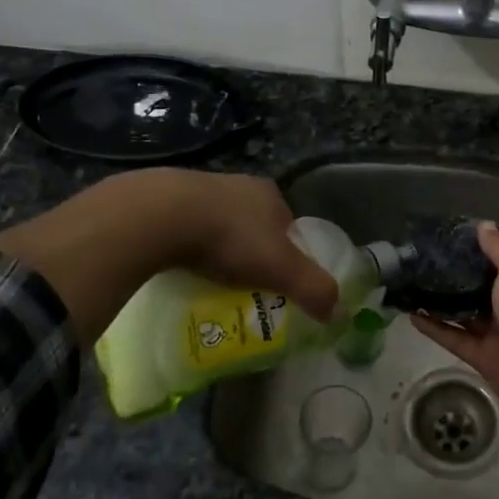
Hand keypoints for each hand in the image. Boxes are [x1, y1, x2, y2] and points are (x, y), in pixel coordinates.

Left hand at [0, 168, 336, 338]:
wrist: (160, 215)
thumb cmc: (229, 238)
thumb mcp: (281, 268)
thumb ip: (313, 288)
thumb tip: (338, 314)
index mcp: (270, 194)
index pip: (289, 228)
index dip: (288, 256)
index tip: (277, 285)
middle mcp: (238, 185)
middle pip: (255, 227)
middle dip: (251, 255)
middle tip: (243, 289)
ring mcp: (199, 189)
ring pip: (218, 226)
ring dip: (218, 251)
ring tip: (210, 283)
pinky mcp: (164, 200)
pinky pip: (185, 229)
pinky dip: (188, 248)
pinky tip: (181, 269)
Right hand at [412, 224, 498, 423]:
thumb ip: (498, 247)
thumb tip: (484, 225)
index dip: (487, 247)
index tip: (455, 238)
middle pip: (487, 285)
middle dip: (460, 274)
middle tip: (426, 259)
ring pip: (468, 313)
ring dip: (444, 301)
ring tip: (414, 284)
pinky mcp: (485, 357)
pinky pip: (456, 338)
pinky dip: (436, 328)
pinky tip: (411, 315)